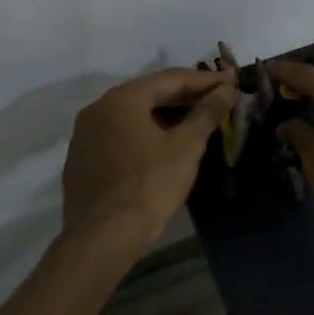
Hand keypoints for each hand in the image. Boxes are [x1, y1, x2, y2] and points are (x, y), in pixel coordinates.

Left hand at [62, 68, 233, 248]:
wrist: (104, 235)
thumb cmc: (150, 185)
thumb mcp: (186, 147)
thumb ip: (207, 112)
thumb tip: (227, 89)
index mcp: (122, 99)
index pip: (170, 79)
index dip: (204, 80)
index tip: (231, 81)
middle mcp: (97, 109)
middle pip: (149, 94)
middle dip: (185, 96)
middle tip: (217, 98)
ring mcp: (85, 135)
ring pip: (133, 115)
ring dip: (165, 115)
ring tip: (196, 120)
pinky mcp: (82, 160)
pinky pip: (119, 135)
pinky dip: (144, 133)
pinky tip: (163, 145)